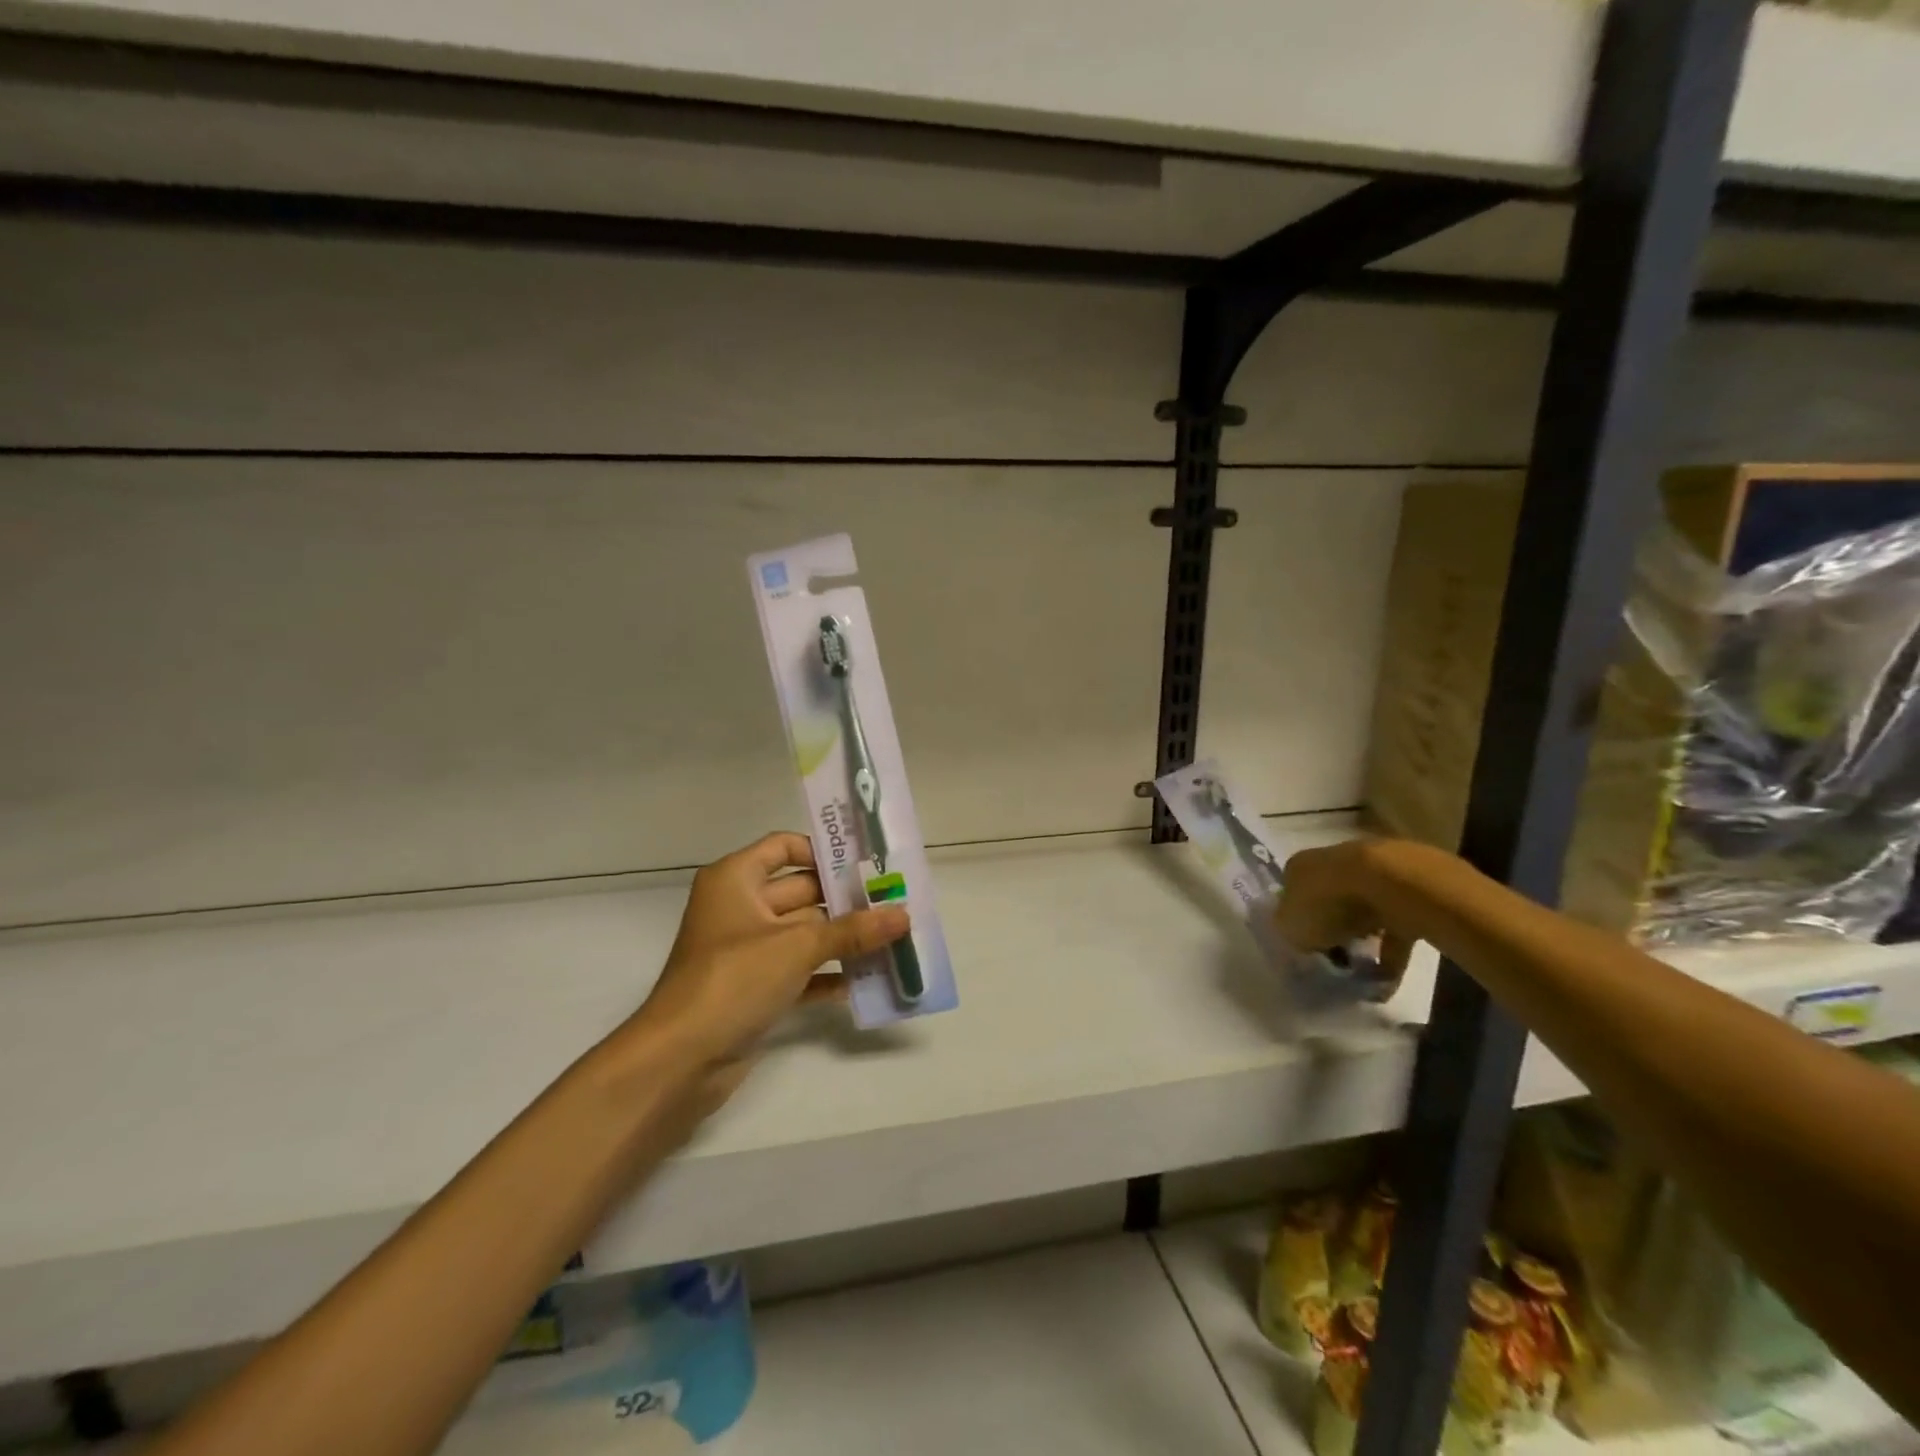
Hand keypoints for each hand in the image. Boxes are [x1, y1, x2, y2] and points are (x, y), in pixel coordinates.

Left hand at [624, 832, 909, 1114]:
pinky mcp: (754, 988)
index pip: (784, 848)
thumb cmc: (733, 980)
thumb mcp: (797, 947)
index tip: (867, 864)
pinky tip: (866, 980)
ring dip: (843, 939)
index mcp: (736, 880)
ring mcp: (747, 951)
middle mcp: (740, 908)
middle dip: (846, 899)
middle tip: (896, 902)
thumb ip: (852, 930)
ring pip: (804, 933)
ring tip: (893, 939)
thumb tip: (903, 915)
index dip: (823, 852)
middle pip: (801, 891)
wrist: (679, 1061)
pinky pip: (799, 971)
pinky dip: (827, 974)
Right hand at [1275, 839, 1415, 984]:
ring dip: (1363, 942)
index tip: (1306, 948)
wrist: (1388, 884)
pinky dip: (1391, 954)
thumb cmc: (1327, 902)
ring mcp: (1370, 875)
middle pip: (1328, 902)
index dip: (1297, 923)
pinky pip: (1394, 928)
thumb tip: (1299, 938)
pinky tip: (1387, 980)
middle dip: (1332, 931)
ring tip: (1362, 974)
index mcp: (1299, 868)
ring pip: (1362, 914)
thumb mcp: (1291, 926)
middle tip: (1334, 960)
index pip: (1292, 895)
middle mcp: (1332, 865)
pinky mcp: (1405, 892)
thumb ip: (1290, 933)